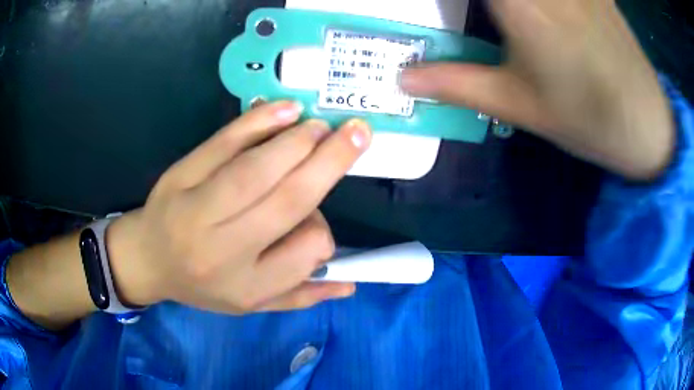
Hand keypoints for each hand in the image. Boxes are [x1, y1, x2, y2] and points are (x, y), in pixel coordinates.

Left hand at [106, 102, 370, 312]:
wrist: (146, 259)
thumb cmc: (201, 285)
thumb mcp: (249, 304)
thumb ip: (299, 297)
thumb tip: (349, 285)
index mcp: (245, 285)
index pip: (305, 252)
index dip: (323, 231)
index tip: (319, 222)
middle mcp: (223, 249)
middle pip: (286, 201)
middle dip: (329, 163)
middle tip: (358, 133)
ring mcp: (197, 208)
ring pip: (257, 170)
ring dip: (298, 142)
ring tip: (323, 127)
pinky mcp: (180, 175)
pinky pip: (223, 144)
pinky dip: (257, 123)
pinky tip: (285, 110)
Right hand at [401, 0, 673, 179]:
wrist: (646, 125)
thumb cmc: (585, 118)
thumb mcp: (516, 105)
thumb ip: (455, 83)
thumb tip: (403, 79)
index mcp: (518, 3)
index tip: (435, 7)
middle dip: (473, 0)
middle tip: (470, 15)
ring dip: (503, 3)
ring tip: (503, 19)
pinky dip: (535, 2)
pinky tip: (544, 15)